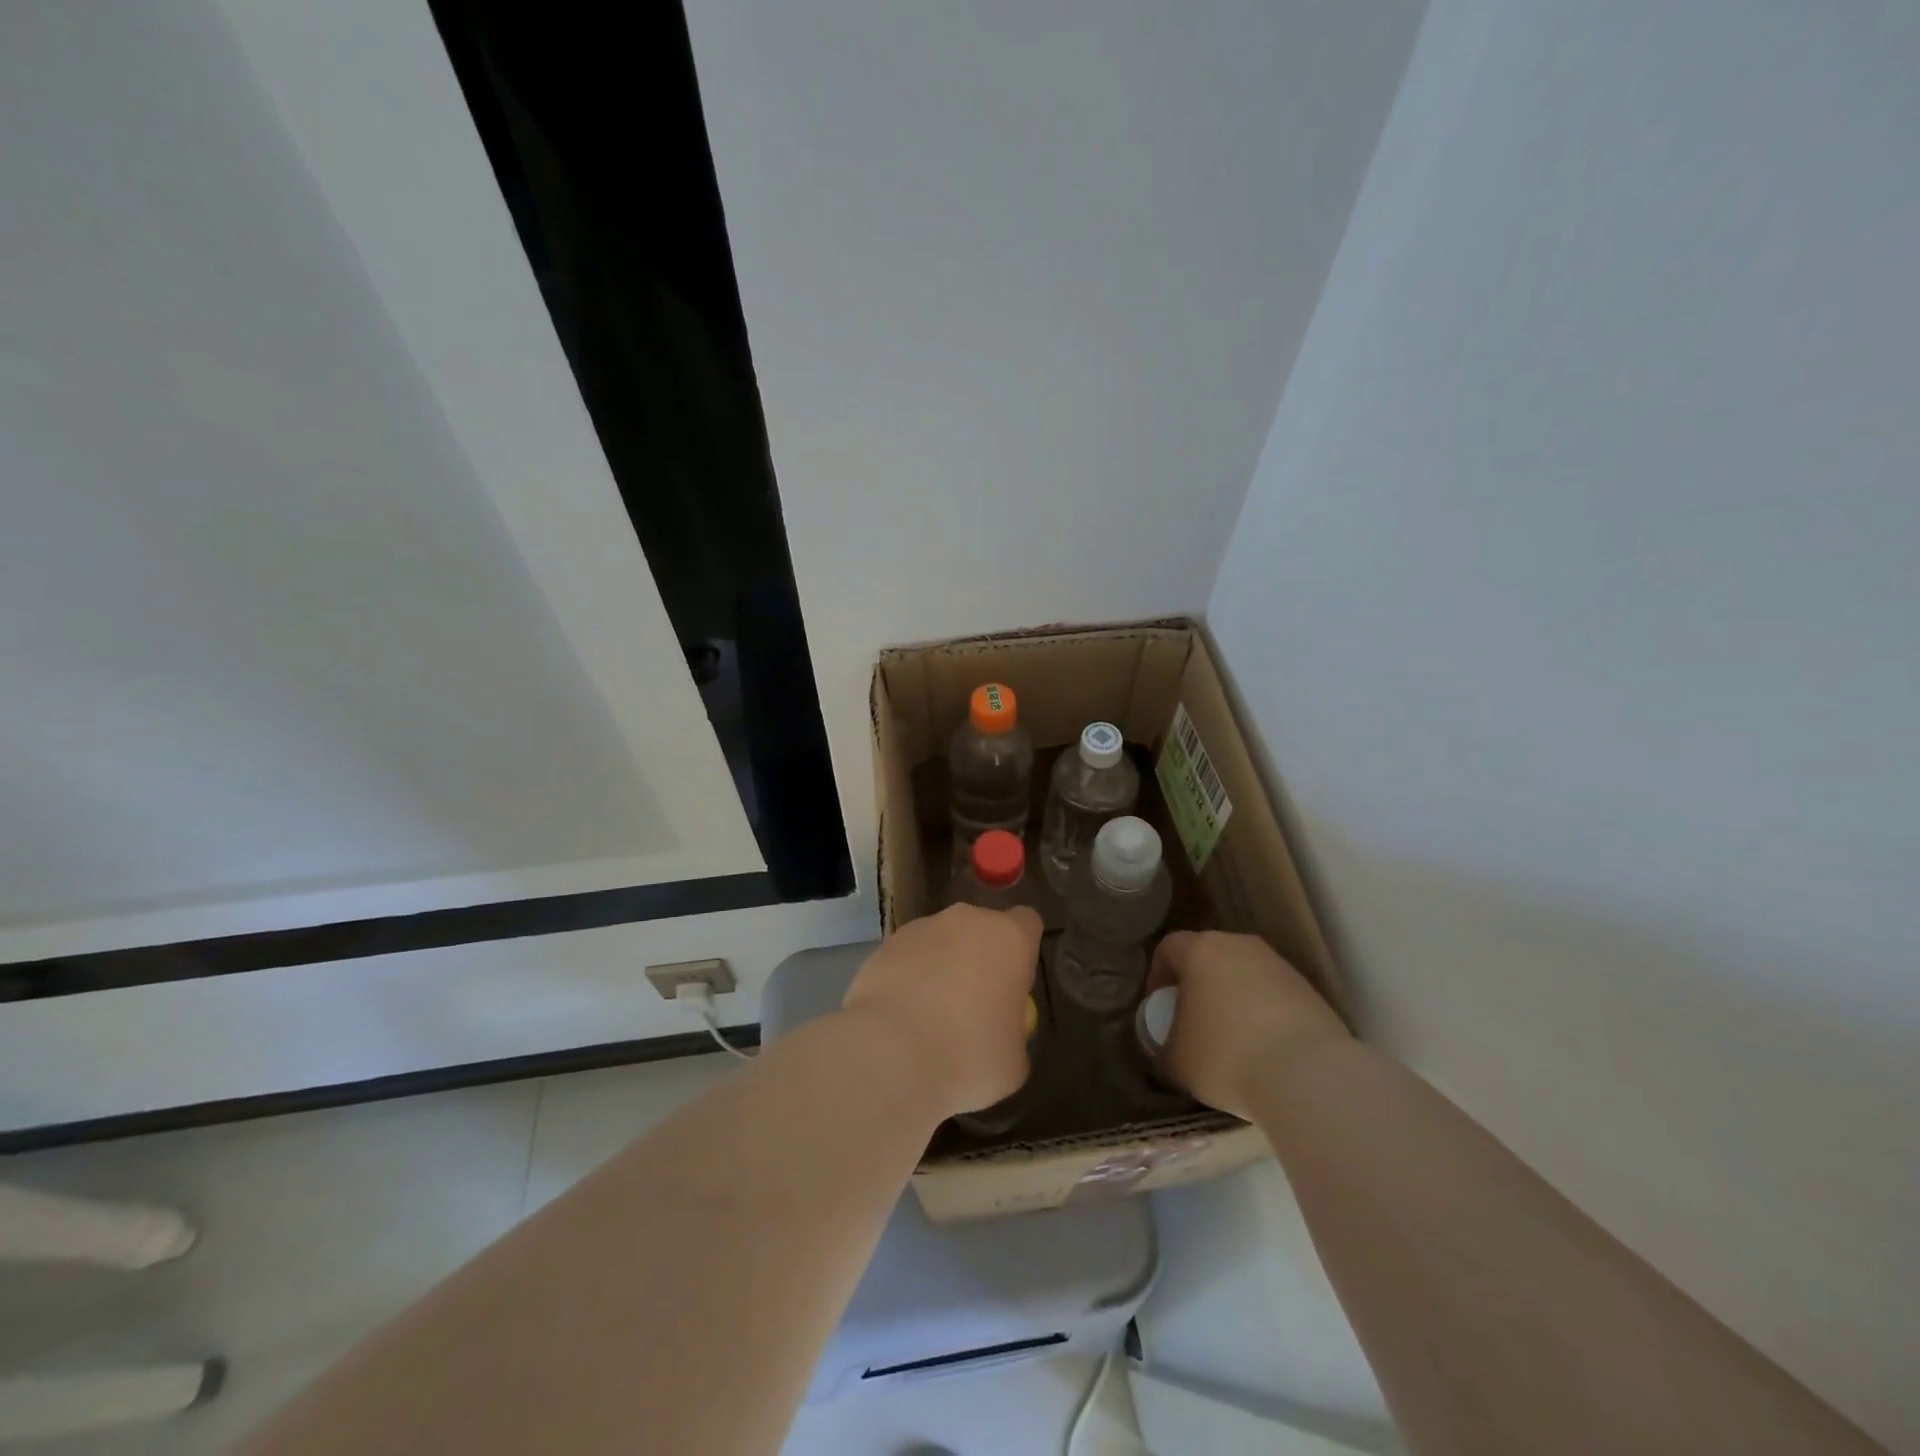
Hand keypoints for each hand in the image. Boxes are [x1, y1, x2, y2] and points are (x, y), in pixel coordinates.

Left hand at [842, 904, 1042, 1119]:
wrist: (890, 1057)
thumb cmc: (968, 1057)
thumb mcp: (1014, 1061)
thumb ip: (1014, 1033)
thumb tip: (1001, 1035)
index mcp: (1009, 938)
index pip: (1027, 923)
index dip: (1023, 953)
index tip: (1014, 987)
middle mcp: (966, 920)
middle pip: (981, 931)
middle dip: (979, 960)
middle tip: (972, 1008)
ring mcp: (921, 928)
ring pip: (941, 942)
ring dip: (941, 969)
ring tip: (928, 1019)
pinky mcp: (884, 945)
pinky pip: (907, 959)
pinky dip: (908, 980)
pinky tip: (900, 1019)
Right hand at [1147, 931, 1349, 1118]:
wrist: (1308, 1076)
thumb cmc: (1226, 1057)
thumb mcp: (1176, 1061)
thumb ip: (1163, 1048)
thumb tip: (1166, 1049)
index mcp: (1200, 951)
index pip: (1168, 948)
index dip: (1158, 975)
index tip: (1160, 1006)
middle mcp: (1239, 945)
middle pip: (1208, 956)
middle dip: (1197, 985)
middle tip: (1193, 1020)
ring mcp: (1277, 964)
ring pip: (1243, 974)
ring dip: (1232, 998)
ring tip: (1232, 1038)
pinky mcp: (1308, 988)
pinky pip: (1272, 994)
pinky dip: (1263, 1013)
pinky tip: (1265, 1048)